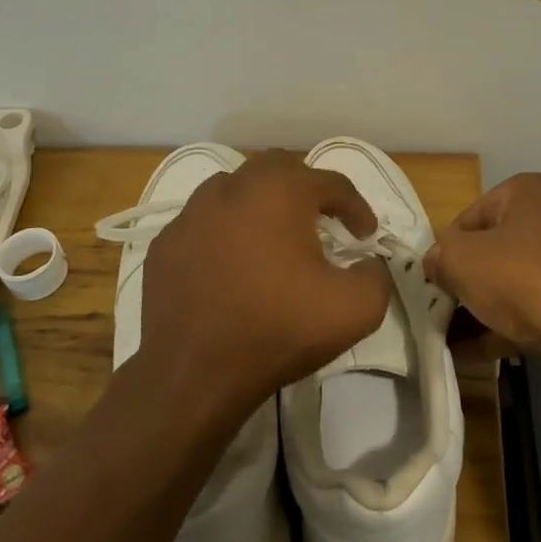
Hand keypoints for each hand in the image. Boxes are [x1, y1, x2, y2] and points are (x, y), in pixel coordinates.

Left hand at [138, 152, 393, 412]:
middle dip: (306, 188)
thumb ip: (375, 275)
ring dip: (261, 204)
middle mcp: (232, 188)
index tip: (366, 236)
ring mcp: (191, 214)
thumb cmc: (278, 329)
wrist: (193, 373)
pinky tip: (232, 265)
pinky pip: (204, 223)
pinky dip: (225, 232)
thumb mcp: (355, 309)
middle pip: (278, 168)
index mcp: (279, 191)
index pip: (331, 183)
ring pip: (235, 188)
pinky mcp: (165, 244)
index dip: (356, 207)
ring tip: (274, 238)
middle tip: (322, 221)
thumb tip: (367, 264)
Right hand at [424, 173, 540, 397]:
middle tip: (440, 307)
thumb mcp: (461, 260)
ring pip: (512, 283)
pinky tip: (471, 356)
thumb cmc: (522, 278)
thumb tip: (436, 263)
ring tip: (448, 337)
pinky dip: (502, 330)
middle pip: (493, 249)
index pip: (470, 215)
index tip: (434, 277)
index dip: (447, 247)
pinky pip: (531, 312)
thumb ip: (439, 256)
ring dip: (480, 308)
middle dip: (465, 279)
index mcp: (528, 193)